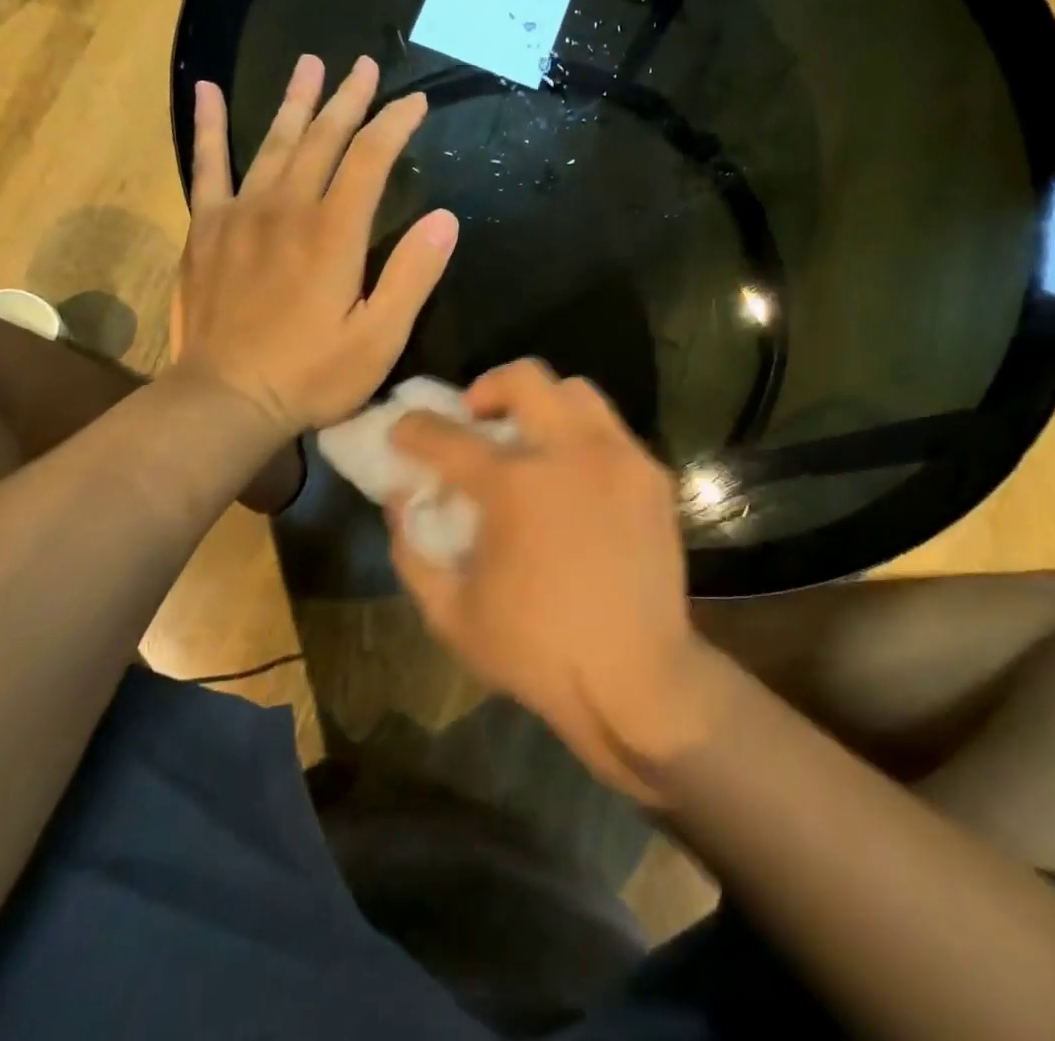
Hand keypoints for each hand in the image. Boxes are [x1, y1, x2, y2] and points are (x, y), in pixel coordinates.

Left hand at [170, 54, 457, 438]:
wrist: (224, 400)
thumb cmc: (312, 375)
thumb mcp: (380, 338)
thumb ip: (412, 275)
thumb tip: (445, 218)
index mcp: (334, 232)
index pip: (371, 159)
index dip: (395, 125)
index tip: (415, 102)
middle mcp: (288, 208)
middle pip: (322, 138)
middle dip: (349, 100)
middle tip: (365, 66)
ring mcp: (241, 214)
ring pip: (274, 142)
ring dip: (295, 101)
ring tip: (310, 64)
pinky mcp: (206, 230)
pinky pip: (207, 166)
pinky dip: (209, 127)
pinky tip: (207, 91)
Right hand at [387, 360, 711, 803]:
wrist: (637, 676)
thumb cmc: (537, 651)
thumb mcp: (450, 614)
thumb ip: (412, 549)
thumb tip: (402, 498)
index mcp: (513, 485)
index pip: (447, 435)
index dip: (414, 428)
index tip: (403, 429)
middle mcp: (568, 452)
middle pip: (524, 377)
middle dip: (487, 386)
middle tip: (476, 416)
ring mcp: (618, 457)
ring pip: (576, 391)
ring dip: (543, 402)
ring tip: (531, 439)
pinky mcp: (652, 475)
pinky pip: (611, 430)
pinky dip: (582, 436)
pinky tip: (575, 477)